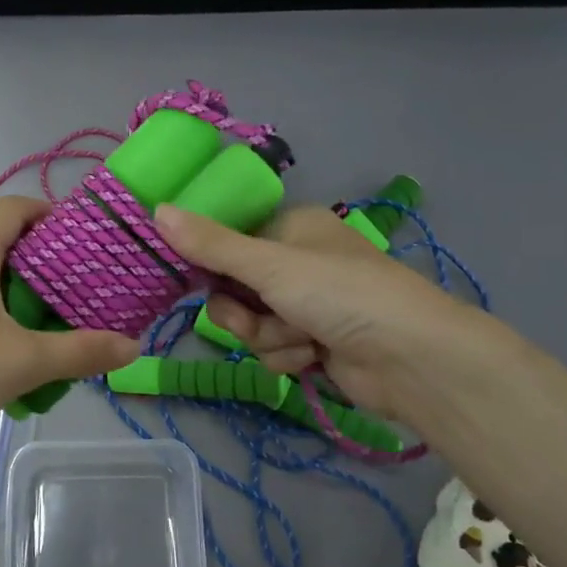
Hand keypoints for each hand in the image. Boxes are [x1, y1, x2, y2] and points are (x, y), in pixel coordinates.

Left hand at [0, 197, 138, 460]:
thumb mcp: (23, 363)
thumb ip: (81, 352)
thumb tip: (134, 347)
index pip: (14, 209)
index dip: (50, 213)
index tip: (84, 238)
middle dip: (41, 260)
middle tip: (79, 288)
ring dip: (15, 290)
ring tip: (50, 321)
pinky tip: (6, 351)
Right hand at [153, 203, 489, 424]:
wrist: (410, 357)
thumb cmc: (340, 293)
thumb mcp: (269, 264)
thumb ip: (211, 244)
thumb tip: (156, 209)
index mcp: (291, 228)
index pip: (229, 240)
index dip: (211, 264)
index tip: (195, 278)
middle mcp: (297, 262)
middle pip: (235, 288)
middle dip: (244, 312)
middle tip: (261, 315)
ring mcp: (308, 305)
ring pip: (252, 324)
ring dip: (269, 338)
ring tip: (302, 339)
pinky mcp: (316, 343)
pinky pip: (274, 349)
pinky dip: (288, 356)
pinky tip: (314, 357)